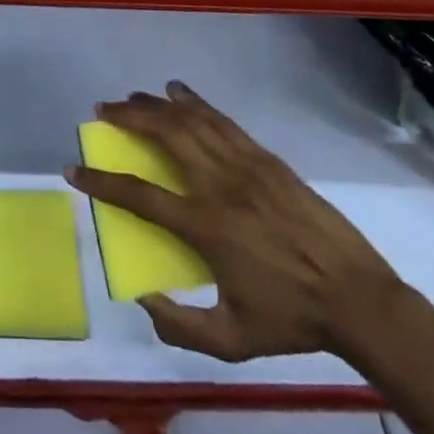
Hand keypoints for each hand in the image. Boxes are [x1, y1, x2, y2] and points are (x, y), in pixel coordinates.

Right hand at [66, 81, 403, 362]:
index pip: (140, 195)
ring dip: (157, 104)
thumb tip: (143, 297)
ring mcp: (246, 166)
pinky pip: (223, 122)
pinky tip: (180, 92)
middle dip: (128, 117)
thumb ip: (180, 326)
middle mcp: (220, 185)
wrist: (359, 300)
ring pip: (193, 121)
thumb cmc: (292, 321)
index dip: (101, 181)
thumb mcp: (231, 341)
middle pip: (165, 135)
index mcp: (205, 226)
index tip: (74, 168)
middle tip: (103, 110)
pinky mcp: (268, 160)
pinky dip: (197, 103)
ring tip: (132, 97)